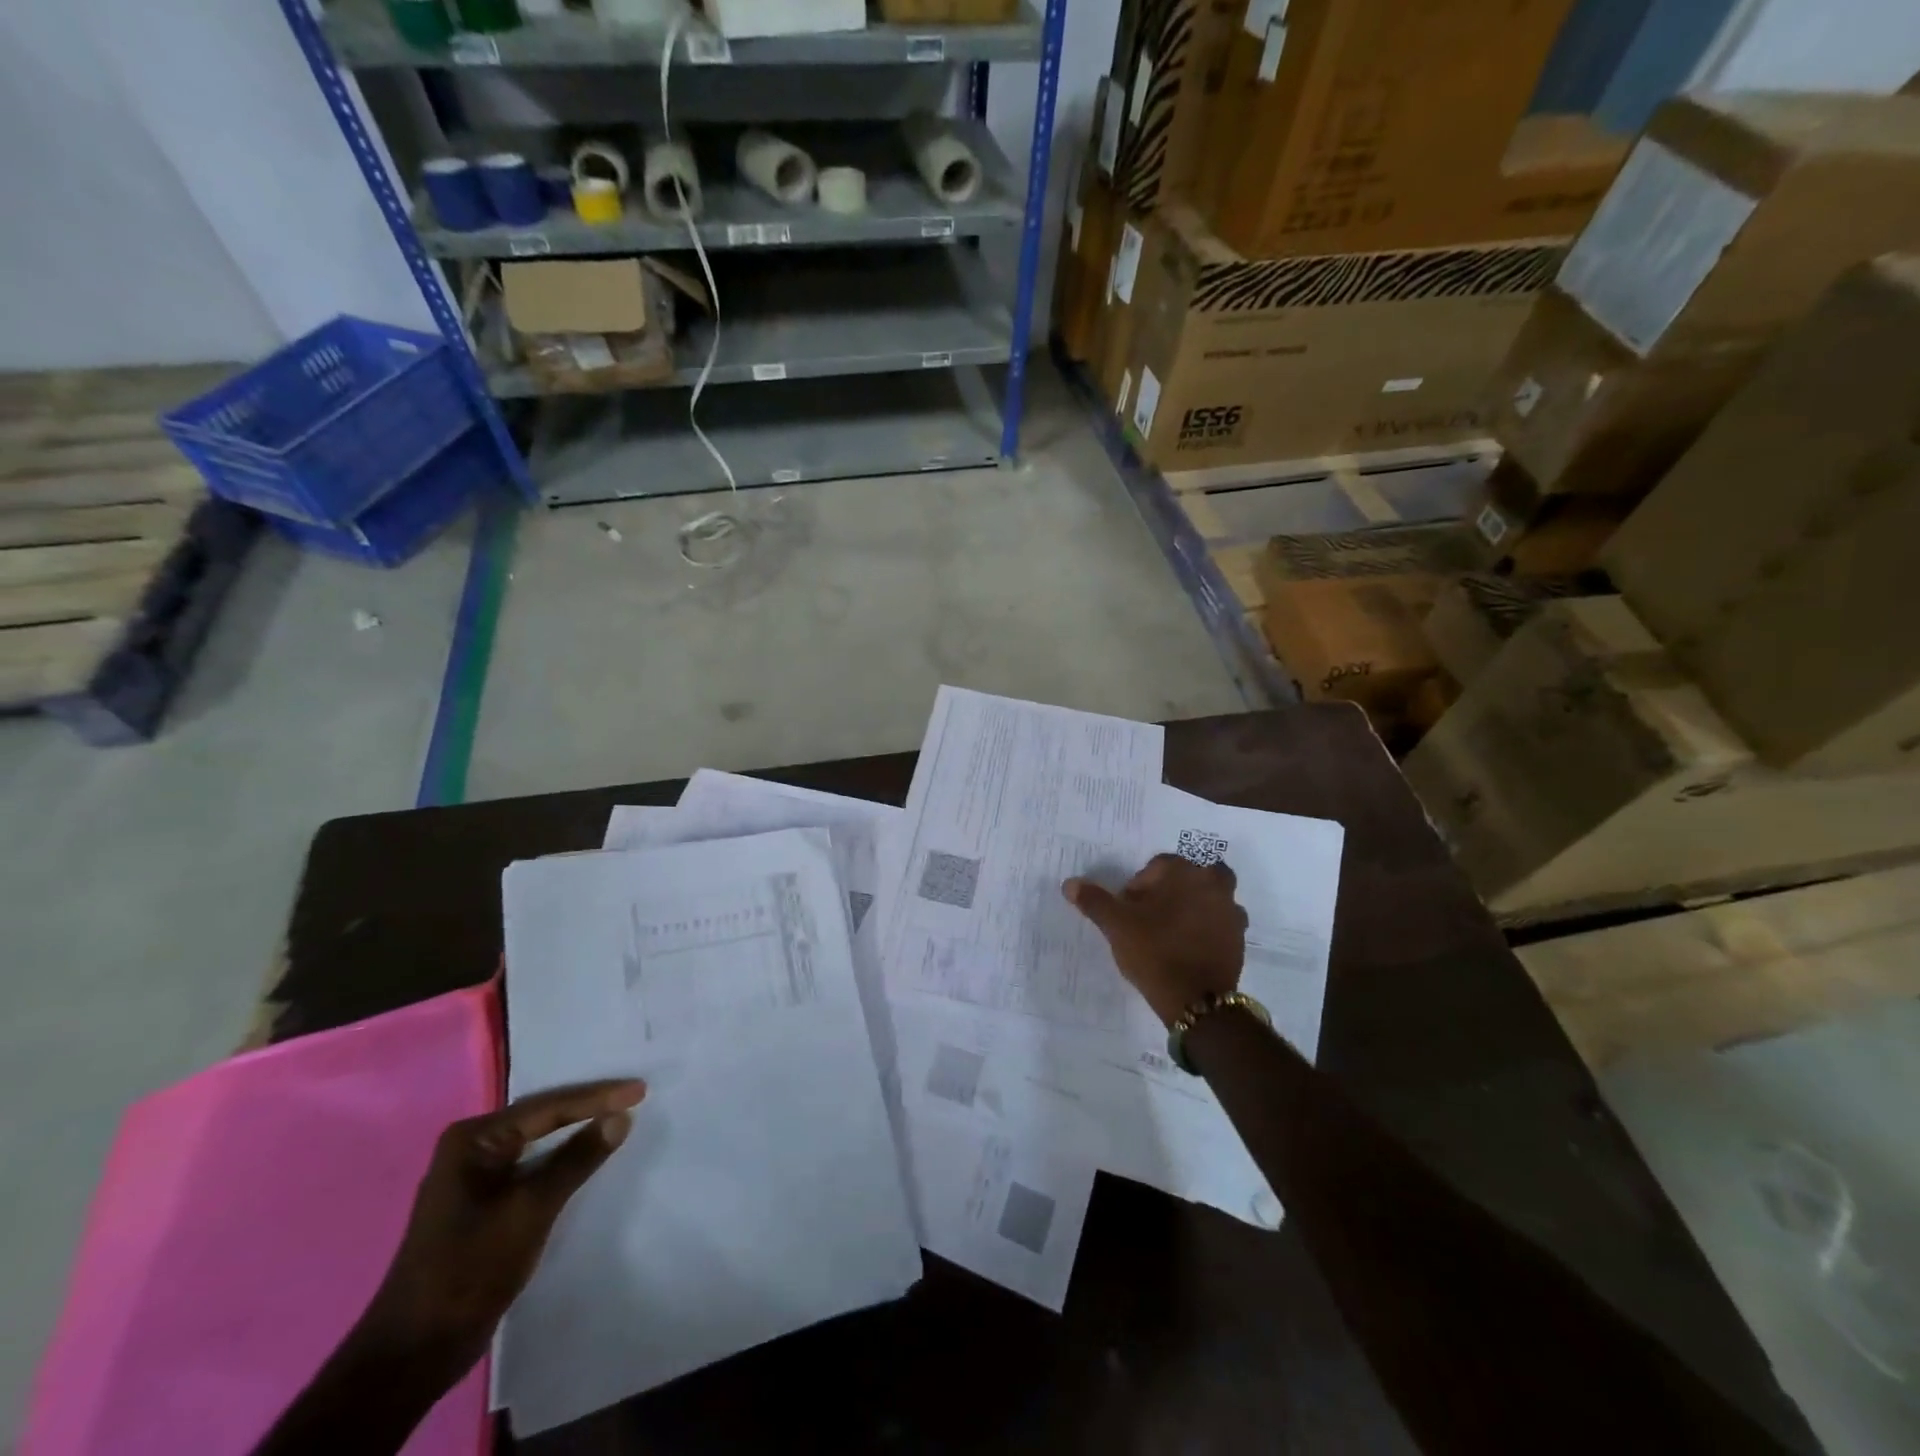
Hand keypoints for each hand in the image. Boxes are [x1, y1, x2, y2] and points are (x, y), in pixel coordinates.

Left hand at [356, 1079, 646, 1372]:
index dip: (597, 1098)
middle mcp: (471, 1149)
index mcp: (473, 1140)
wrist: (414, 1354)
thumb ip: (577, 1159)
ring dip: (577, 1132)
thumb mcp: (530, 1209)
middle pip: (543, 1117)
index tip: (641, 1090)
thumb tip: (621, 1117)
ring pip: (539, 1142)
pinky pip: (533, 1166)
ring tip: (620, 1117)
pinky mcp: (484, 1204)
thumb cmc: (469, 1270)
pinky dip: (562, 1159)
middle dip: (589, 1106)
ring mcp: (475, 1178)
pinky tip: (587, 1156)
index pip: (548, 1107)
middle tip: (635, 1094)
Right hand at [1064, 854, 1247, 1026]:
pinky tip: (1188, 947)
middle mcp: (1213, 883)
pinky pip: (1219, 922)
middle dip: (1171, 889)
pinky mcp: (1239, 937)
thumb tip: (1070, 883)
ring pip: (1208, 896)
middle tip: (1152, 915)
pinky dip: (1206, 928)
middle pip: (1189, 876)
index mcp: (1184, 872)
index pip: (1158, 866)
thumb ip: (1094, 900)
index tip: (1129, 909)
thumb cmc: (1154, 951)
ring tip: (1170, 932)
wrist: (1196, 1000)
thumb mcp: (1116, 925)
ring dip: (1192, 906)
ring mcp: (1231, 910)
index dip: (1140, 886)